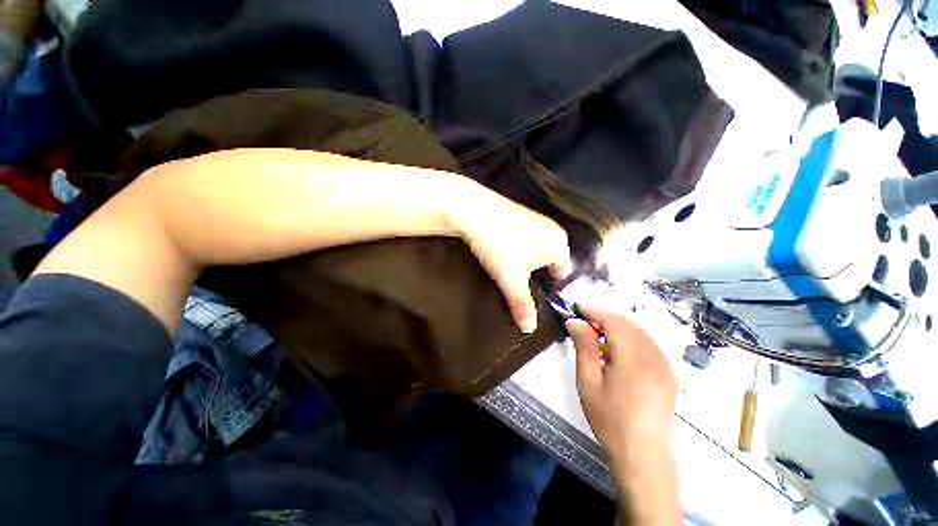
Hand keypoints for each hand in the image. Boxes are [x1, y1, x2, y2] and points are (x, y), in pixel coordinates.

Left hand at [446, 186, 572, 333]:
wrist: (472, 210)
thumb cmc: (499, 246)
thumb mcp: (511, 280)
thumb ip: (522, 305)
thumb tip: (529, 329)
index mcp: (559, 244)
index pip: (563, 274)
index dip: (550, 289)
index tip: (535, 299)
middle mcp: (551, 229)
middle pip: (550, 262)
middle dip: (537, 276)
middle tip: (520, 287)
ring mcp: (535, 219)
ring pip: (535, 250)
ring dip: (525, 263)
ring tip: (509, 273)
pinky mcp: (518, 214)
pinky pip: (524, 239)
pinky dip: (517, 249)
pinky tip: (503, 254)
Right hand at [566, 305, 677, 461]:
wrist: (643, 456)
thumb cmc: (610, 421)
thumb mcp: (589, 383)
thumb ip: (584, 348)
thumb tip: (576, 321)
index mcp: (636, 360)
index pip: (615, 322)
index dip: (595, 311)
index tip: (576, 306)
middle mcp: (656, 358)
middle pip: (629, 324)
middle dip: (604, 317)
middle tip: (583, 321)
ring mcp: (666, 365)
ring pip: (640, 332)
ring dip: (617, 327)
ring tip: (596, 334)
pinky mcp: (669, 373)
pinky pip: (648, 344)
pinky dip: (629, 338)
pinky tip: (616, 351)